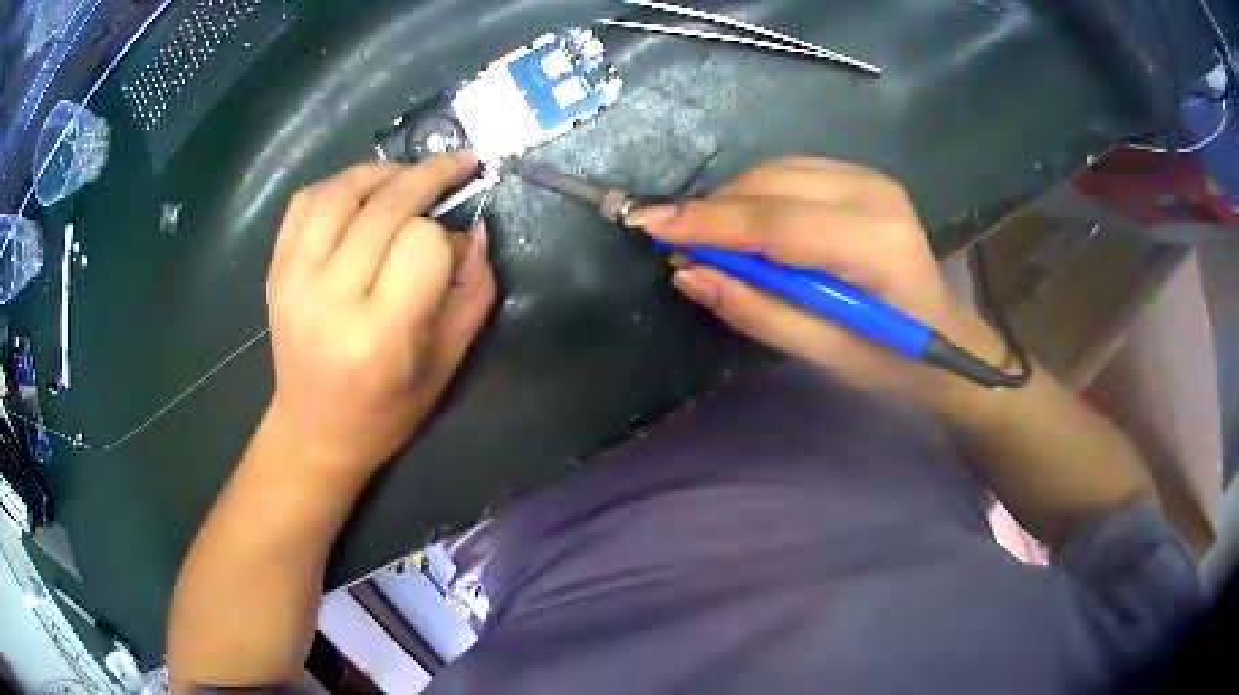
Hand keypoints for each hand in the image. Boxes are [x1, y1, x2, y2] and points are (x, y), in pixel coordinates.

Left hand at [261, 154, 494, 485]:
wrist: (315, 430)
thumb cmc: (388, 410)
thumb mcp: (448, 363)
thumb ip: (473, 291)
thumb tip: (474, 227)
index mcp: (380, 335)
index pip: (423, 246)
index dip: (447, 237)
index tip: (455, 248)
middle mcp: (331, 300)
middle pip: (384, 207)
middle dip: (428, 176)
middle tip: (457, 165)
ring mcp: (295, 281)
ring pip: (340, 191)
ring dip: (382, 171)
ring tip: (407, 175)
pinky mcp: (276, 271)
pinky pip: (304, 202)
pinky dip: (338, 184)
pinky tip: (360, 193)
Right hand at [641, 156, 1002, 405]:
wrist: (948, 337)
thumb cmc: (892, 361)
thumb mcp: (824, 354)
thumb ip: (757, 311)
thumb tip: (688, 274)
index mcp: (875, 246)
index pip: (776, 223)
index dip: (708, 223)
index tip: (647, 226)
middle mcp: (874, 194)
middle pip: (769, 185)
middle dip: (712, 210)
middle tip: (672, 243)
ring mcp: (871, 178)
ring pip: (775, 170)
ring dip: (731, 201)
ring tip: (706, 240)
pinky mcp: (864, 176)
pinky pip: (790, 171)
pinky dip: (756, 194)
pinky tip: (745, 226)